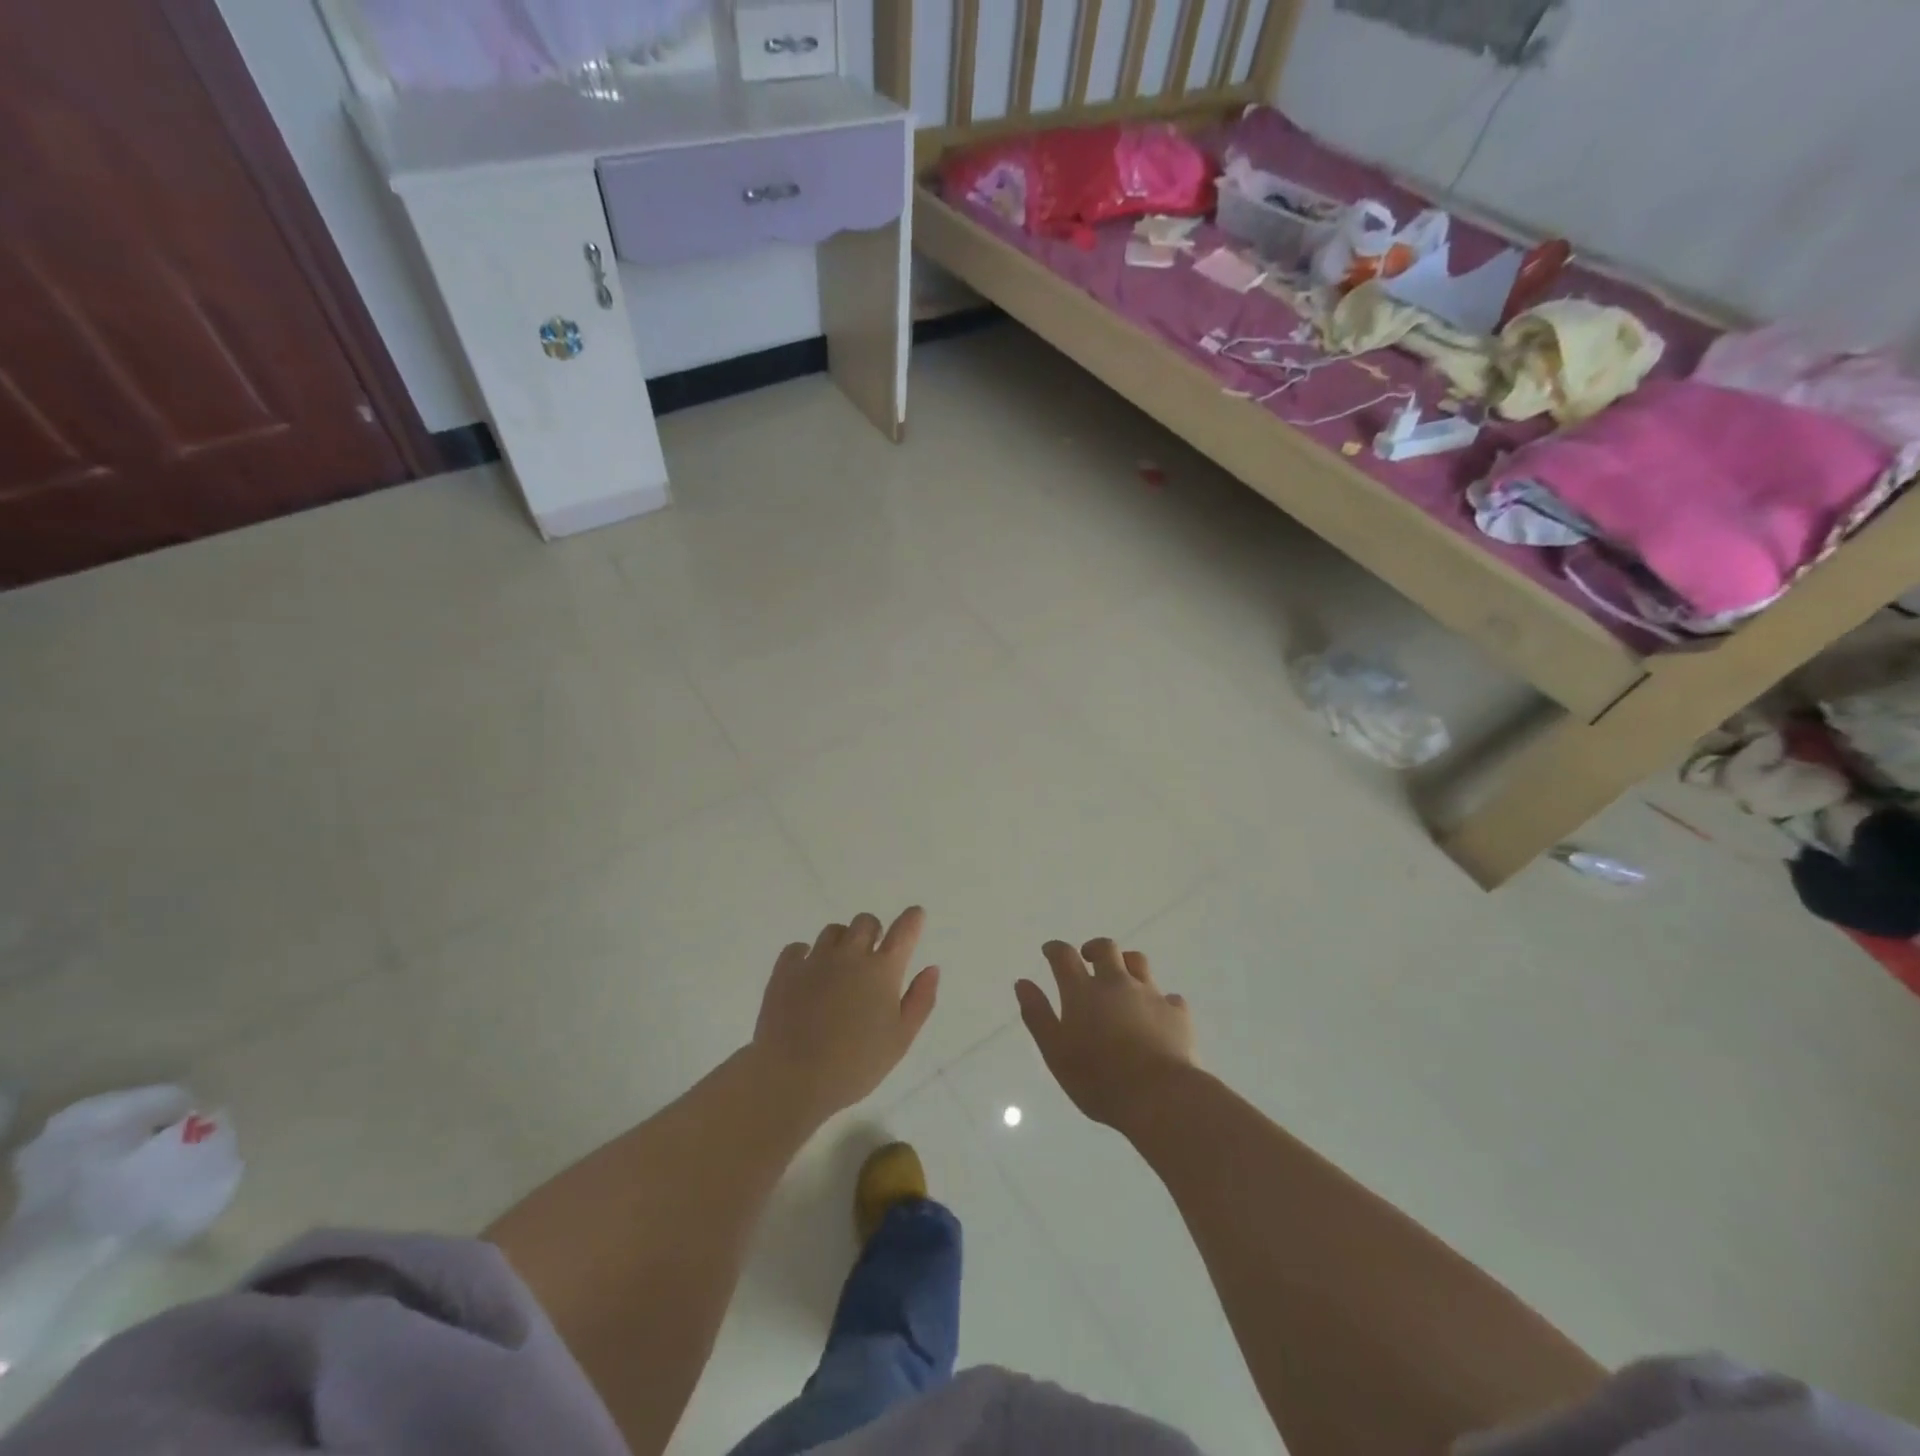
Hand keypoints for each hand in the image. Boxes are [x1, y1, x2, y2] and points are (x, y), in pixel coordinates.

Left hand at [751, 908, 939, 1122]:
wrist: (792, 1078)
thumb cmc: (855, 1065)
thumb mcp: (900, 1040)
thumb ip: (920, 1000)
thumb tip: (931, 968)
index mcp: (882, 970)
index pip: (904, 931)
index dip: (912, 919)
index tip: (915, 915)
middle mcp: (850, 955)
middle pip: (865, 922)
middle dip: (873, 932)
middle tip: (872, 956)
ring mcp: (815, 960)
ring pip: (833, 931)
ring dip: (842, 941)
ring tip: (839, 967)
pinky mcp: (785, 970)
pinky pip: (798, 948)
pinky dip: (806, 955)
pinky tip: (807, 974)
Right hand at [1016, 938, 1194, 1132]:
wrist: (1160, 1096)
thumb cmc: (1099, 1079)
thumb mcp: (1055, 1052)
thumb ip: (1038, 1015)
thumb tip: (1022, 983)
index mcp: (1083, 991)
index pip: (1064, 956)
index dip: (1055, 949)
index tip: (1050, 951)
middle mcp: (1116, 982)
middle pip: (1106, 948)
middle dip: (1094, 949)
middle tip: (1088, 959)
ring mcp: (1149, 994)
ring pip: (1138, 962)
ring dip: (1126, 964)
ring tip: (1122, 979)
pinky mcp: (1177, 1012)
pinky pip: (1168, 996)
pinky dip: (1159, 1000)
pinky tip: (1156, 1015)